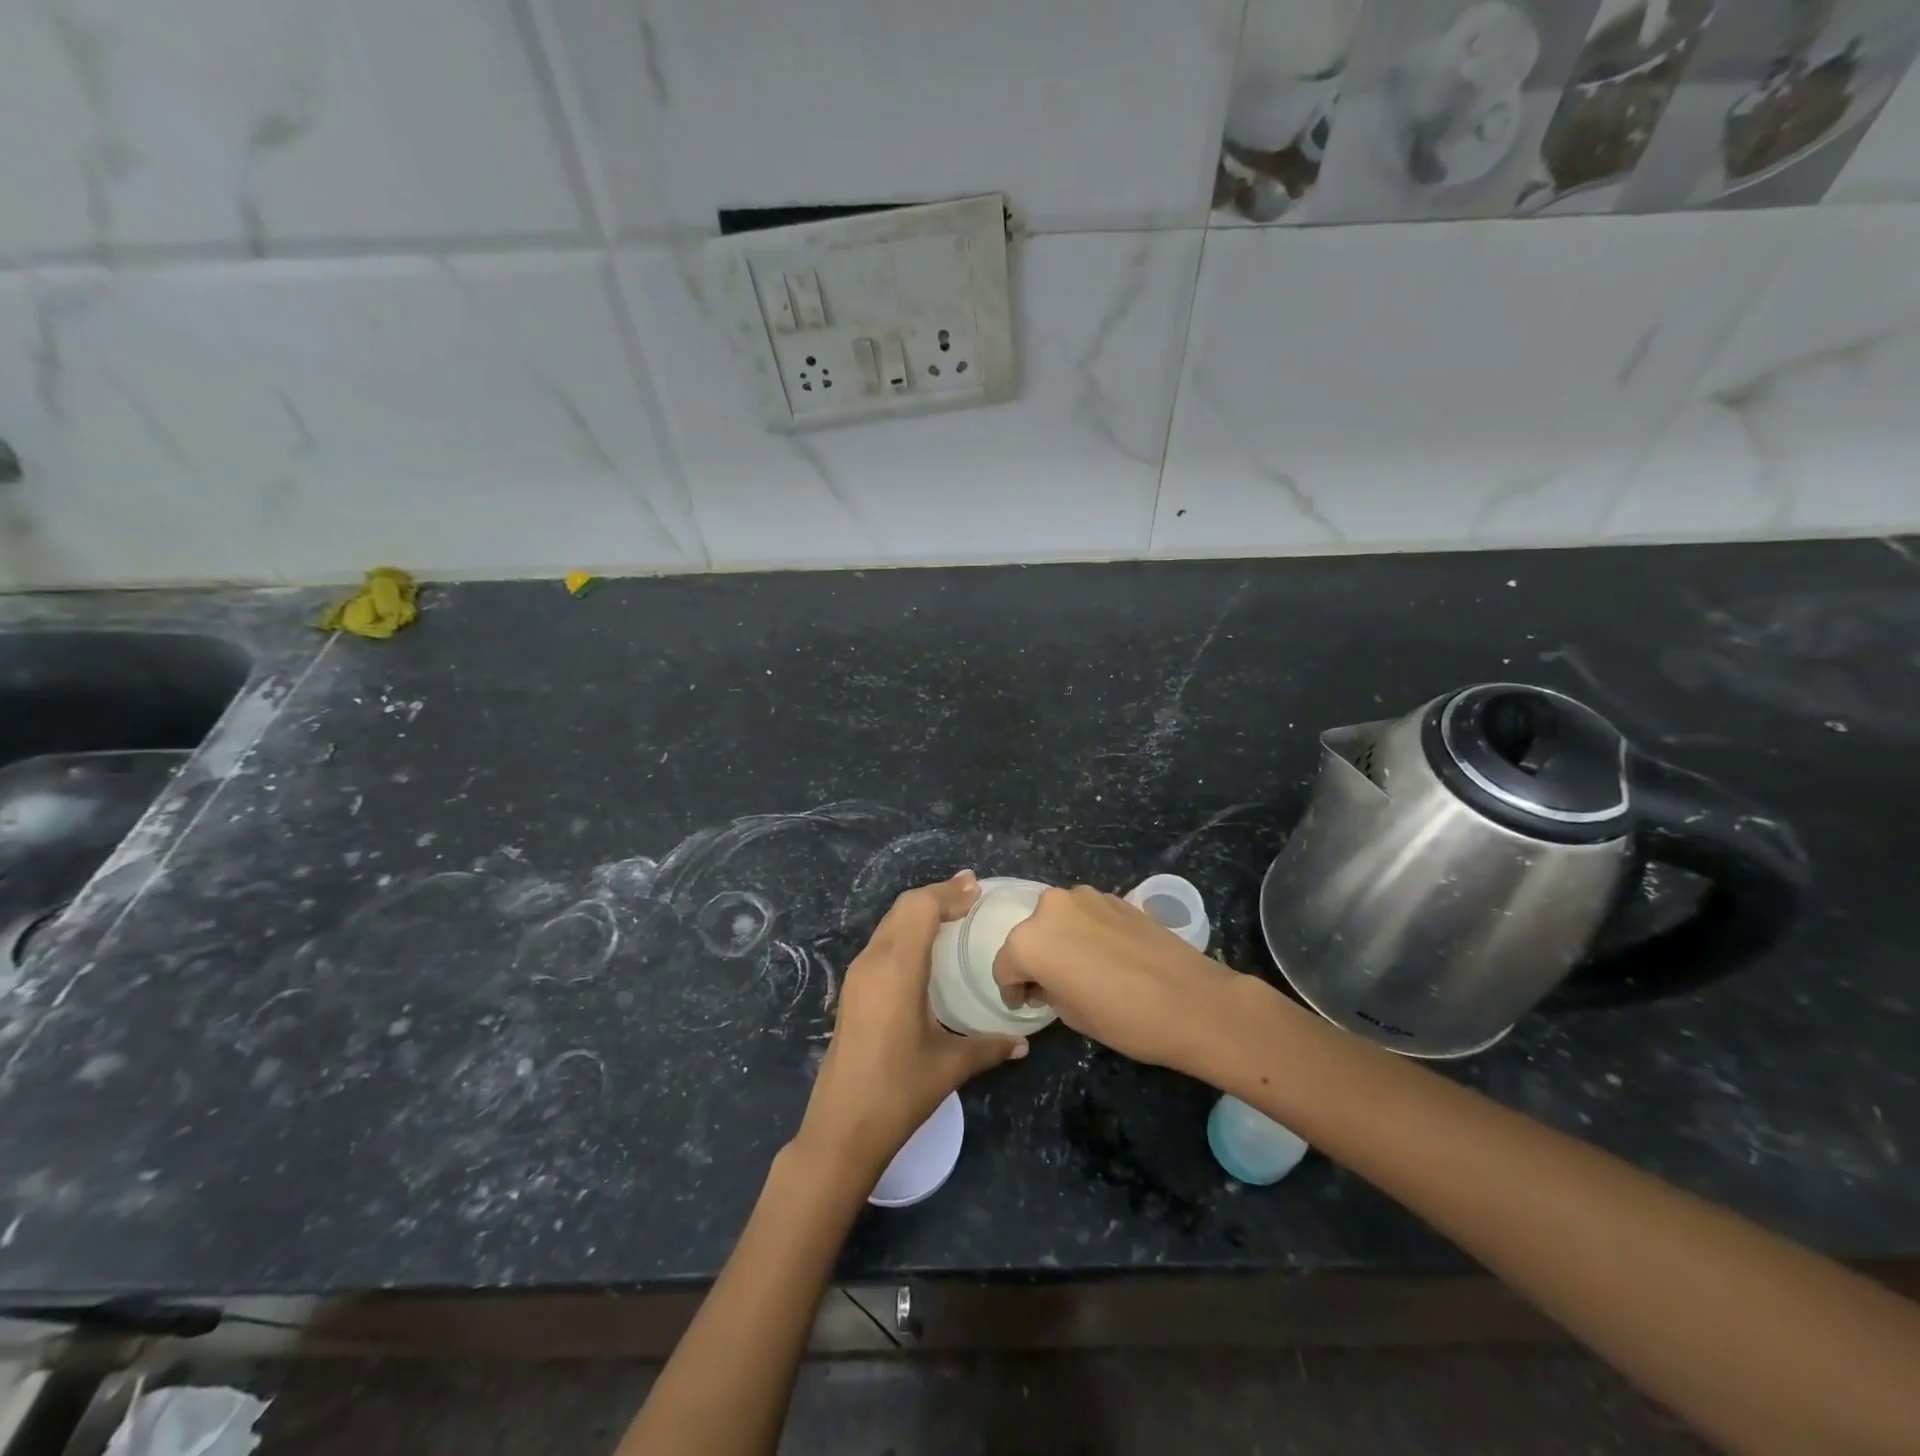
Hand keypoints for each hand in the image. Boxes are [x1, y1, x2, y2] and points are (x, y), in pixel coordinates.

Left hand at [795, 871, 1027, 1183]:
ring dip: (919, 912)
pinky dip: (906, 931)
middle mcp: (873, 962)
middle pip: (903, 908)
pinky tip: (926, 948)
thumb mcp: (950, 1066)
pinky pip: (882, 943)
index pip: (920, 909)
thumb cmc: (898, 1092)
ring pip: (889, 924)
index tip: (977, 888)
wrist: (840, 1128)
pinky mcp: (852, 991)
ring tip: (952, 912)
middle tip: (970, 893)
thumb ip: (989, 1047)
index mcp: (897, 969)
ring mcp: (858, 976)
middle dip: (936, 895)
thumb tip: (1023, 1043)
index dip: (948, 892)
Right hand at [994, 885, 1248, 1073]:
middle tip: (1053, 986)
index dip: (1013, 989)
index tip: (1026, 1003)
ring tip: (1083, 968)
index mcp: (1030, 941)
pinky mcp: (1114, 896)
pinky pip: (1086, 915)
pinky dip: (1086, 932)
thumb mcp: (1071, 1015)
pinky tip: (1108, 956)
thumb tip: (1048, 981)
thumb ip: (1047, 989)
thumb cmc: (1124, 1018)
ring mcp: (1084, 896)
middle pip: (1030, 935)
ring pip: (1058, 920)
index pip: (1005, 966)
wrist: (1192, 1001)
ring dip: (1061, 941)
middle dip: (1036, 959)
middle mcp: (1050, 908)